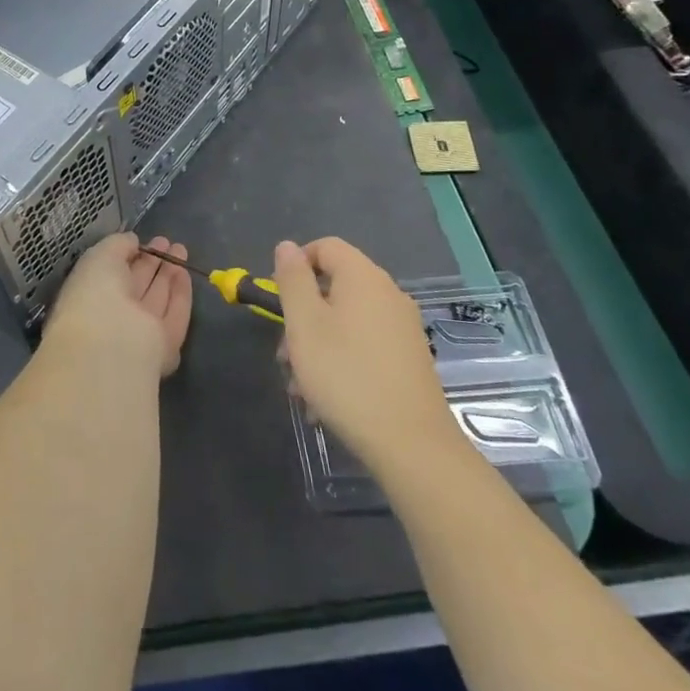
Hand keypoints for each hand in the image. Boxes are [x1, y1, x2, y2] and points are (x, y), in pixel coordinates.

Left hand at [46, 234, 192, 377]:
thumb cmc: (95, 293)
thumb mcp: (100, 256)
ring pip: (157, 299)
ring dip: (168, 274)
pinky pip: (175, 315)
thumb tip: (132, 241)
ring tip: (180, 249)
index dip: (127, 256)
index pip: (111, 274)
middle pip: (136, 286)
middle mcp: (114, 316)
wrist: (112, 343)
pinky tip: (184, 272)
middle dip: (151, 263)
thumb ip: (118, 245)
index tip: (142, 240)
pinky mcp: (165, 346)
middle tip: (166, 242)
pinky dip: (180, 294)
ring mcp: (140, 333)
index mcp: (90, 296)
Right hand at [273, 238, 463, 471]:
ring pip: (346, 322)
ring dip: (316, 346)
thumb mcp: (304, 324)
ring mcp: (403, 329)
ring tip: (301, 388)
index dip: (297, 265)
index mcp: (363, 278)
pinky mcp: (409, 360)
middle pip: (334, 288)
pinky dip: (341, 362)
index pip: (325, 246)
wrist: (411, 444)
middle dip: (302, 317)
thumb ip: (293, 279)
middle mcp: (388, 295)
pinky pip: (364, 346)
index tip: (279, 301)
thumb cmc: (346, 375)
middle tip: (285, 356)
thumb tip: (287, 246)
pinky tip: (325, 402)